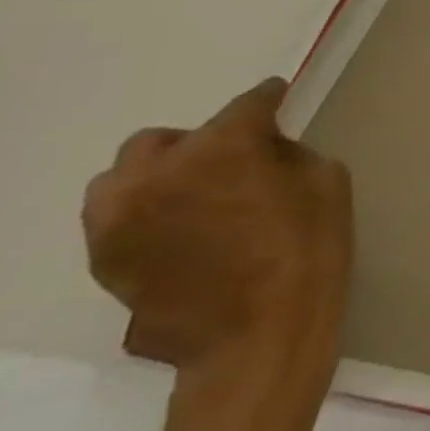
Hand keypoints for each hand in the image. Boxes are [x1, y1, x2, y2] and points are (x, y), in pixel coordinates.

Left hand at [83, 78, 353, 398]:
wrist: (258, 333)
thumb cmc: (309, 248)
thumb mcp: (325, 182)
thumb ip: (286, 154)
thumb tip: (262, 148)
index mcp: (221, 149)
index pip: (246, 105)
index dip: (267, 99)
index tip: (277, 97)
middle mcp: (156, 174)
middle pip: (164, 140)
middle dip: (199, 142)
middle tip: (233, 161)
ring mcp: (118, 220)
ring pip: (125, 178)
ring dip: (160, 176)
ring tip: (195, 196)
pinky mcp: (104, 258)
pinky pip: (119, 218)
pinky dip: (148, 212)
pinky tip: (184, 232)